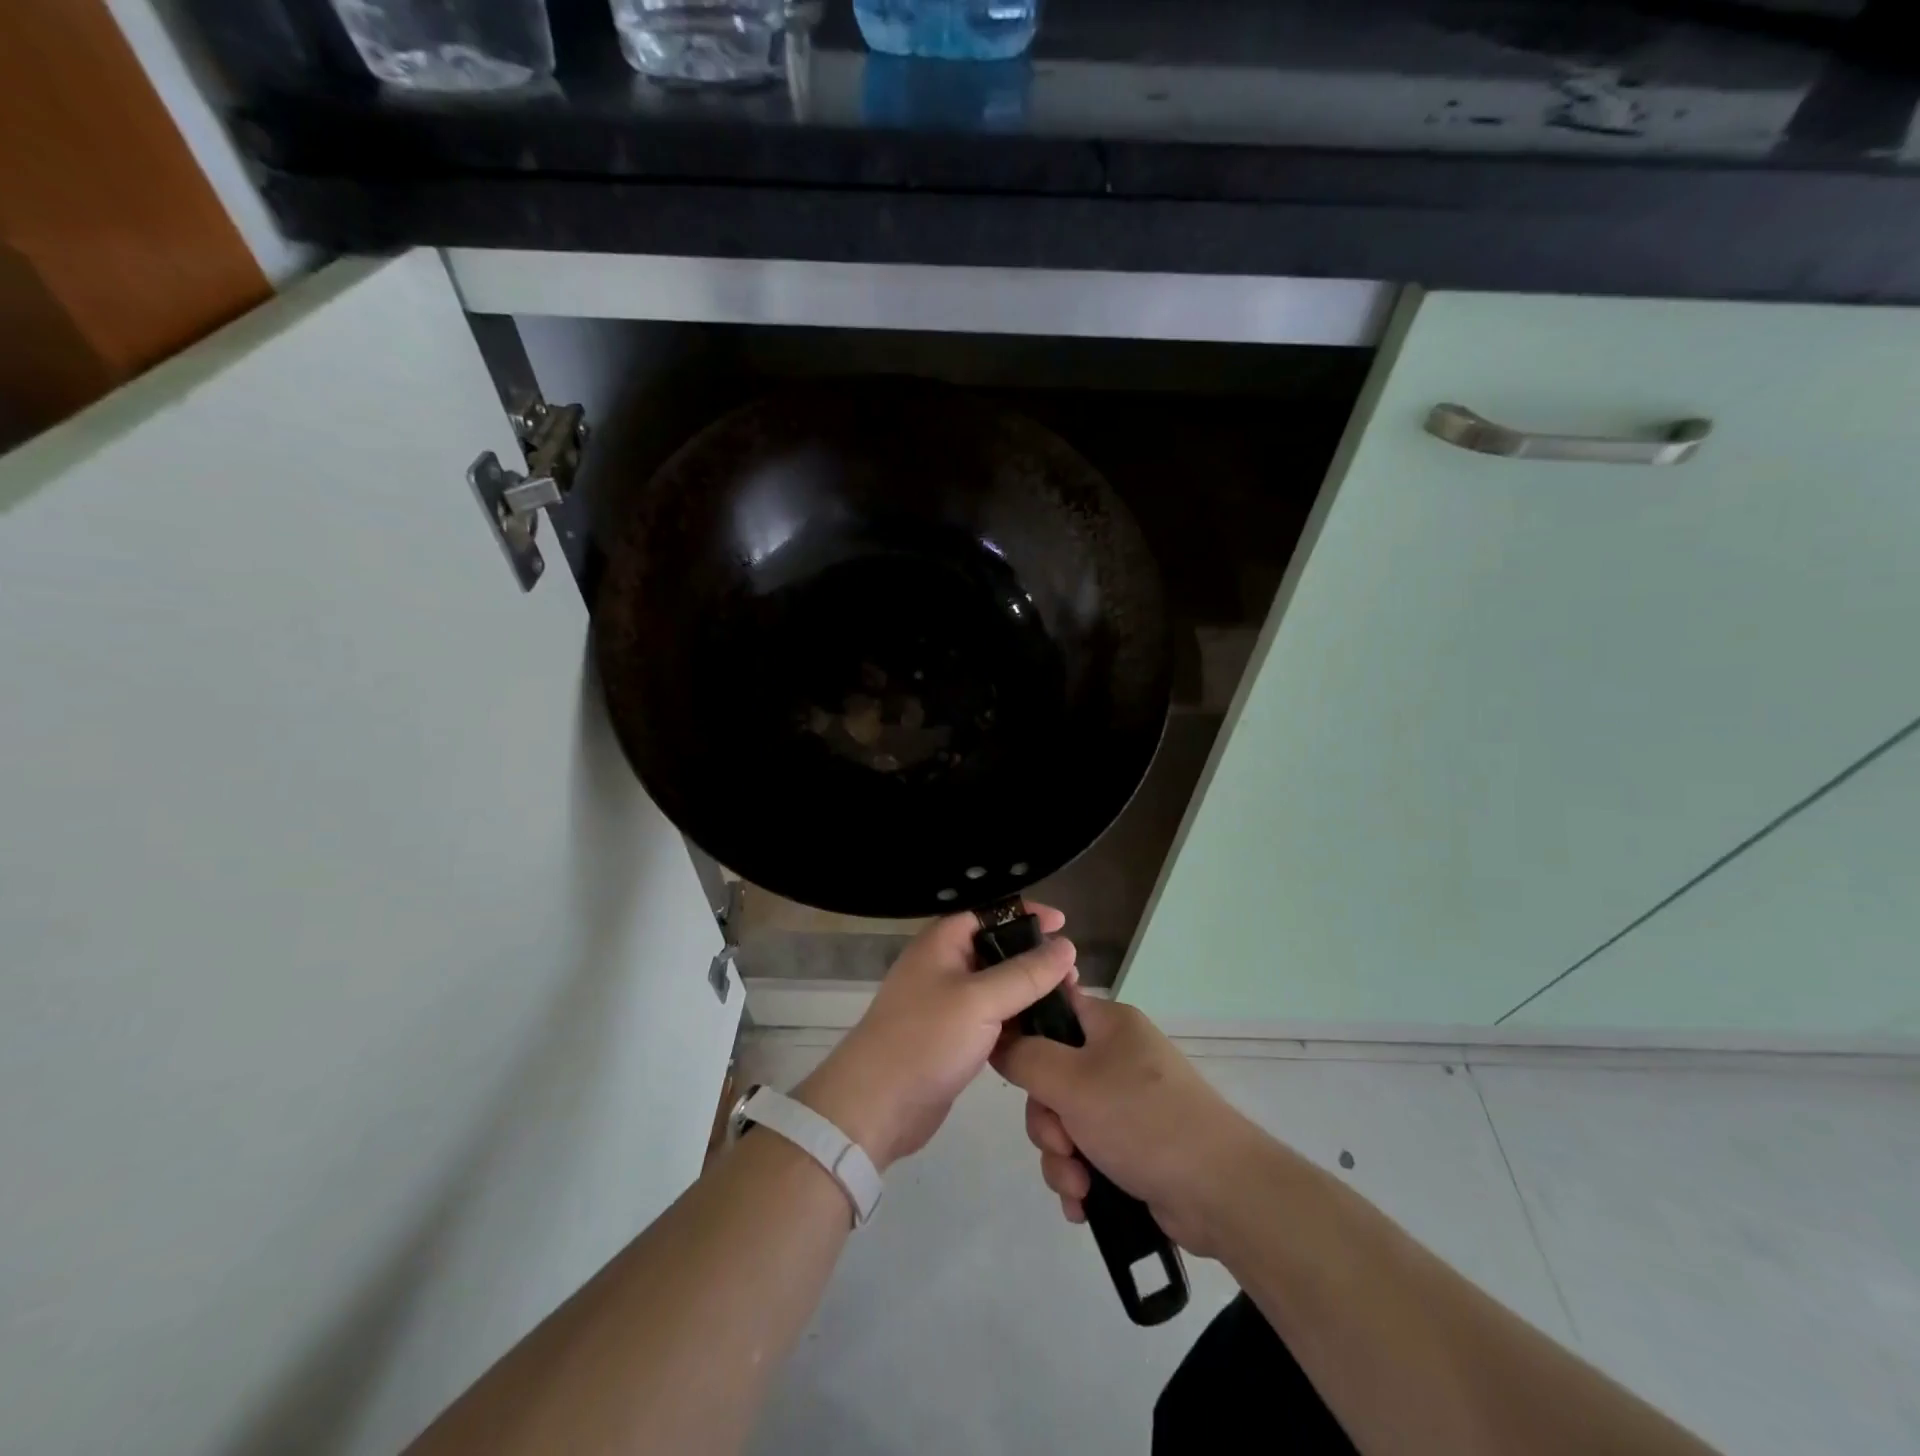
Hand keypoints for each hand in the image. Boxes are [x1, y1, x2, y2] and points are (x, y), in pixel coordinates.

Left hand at [794, 906, 1075, 1170]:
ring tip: (1068, 1002)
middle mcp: (943, 965)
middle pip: (997, 949)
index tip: (1063, 923)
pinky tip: (1044, 1032)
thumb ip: (1026, 973)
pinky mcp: (953, 1037)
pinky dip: (1016, 1020)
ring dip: (1029, 992)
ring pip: (997, 986)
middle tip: (1072, 974)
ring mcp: (947, 1003)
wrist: (877, 1105)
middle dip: (1034, 958)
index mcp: (942, 942)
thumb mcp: (981, 1000)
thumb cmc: (925, 1039)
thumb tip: (1067, 945)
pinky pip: (992, 1018)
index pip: (989, 913)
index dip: (1025, 914)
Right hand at [992, 986, 1259, 1257]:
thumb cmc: (1142, 1120)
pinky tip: (1084, 1204)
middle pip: (1051, 1075)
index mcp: (1109, 1024)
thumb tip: (1000, 1041)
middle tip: (1061, 1142)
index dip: (1024, 1033)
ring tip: (1078, 1185)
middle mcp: (1117, 1056)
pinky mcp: (1134, 1146)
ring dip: (1061, 1157)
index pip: (1053, 1008)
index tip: (1008, 1066)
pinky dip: (1080, 1178)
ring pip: (1066, 1121)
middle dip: (1047, 1120)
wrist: (1220, 1192)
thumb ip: (1025, 1057)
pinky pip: (1087, 1153)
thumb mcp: (1071, 1081)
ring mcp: (1127, 1103)